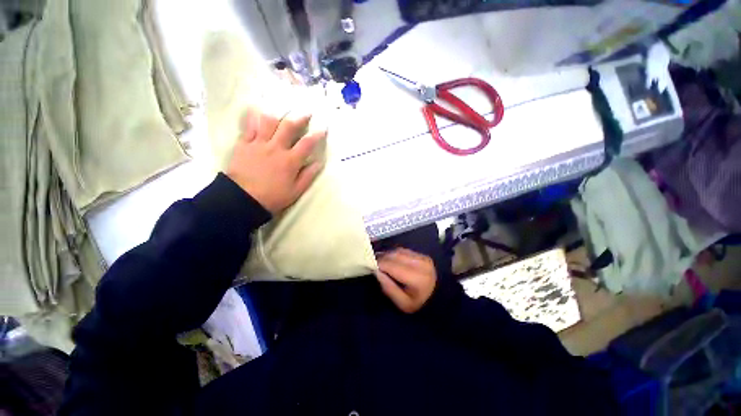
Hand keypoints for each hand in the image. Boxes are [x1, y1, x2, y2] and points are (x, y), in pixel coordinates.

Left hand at [227, 109, 324, 214]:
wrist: (242, 199)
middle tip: (306, 113)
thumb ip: (308, 176)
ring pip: (268, 122)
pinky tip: (256, 111)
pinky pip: (249, 126)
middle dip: (299, 118)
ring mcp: (258, 144)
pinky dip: (253, 117)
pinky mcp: (243, 144)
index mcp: (290, 161)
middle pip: (289, 127)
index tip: (323, 129)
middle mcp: (276, 148)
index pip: (307, 144)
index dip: (317, 135)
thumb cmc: (273, 197)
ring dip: (277, 115)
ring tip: (282, 112)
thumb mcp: (296, 191)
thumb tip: (318, 163)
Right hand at [375, 249, 436, 313]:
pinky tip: (391, 259)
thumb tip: (376, 271)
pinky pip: (404, 251)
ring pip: (399, 251)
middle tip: (373, 262)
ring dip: (388, 254)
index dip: (379, 264)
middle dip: (382, 258)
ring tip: (380, 260)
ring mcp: (423, 258)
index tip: (370, 266)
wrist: (440, 298)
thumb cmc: (419, 303)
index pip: (392, 265)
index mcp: (416, 278)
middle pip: (395, 255)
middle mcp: (420, 264)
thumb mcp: (402, 303)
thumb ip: (388, 287)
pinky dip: (395, 253)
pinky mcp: (423, 255)